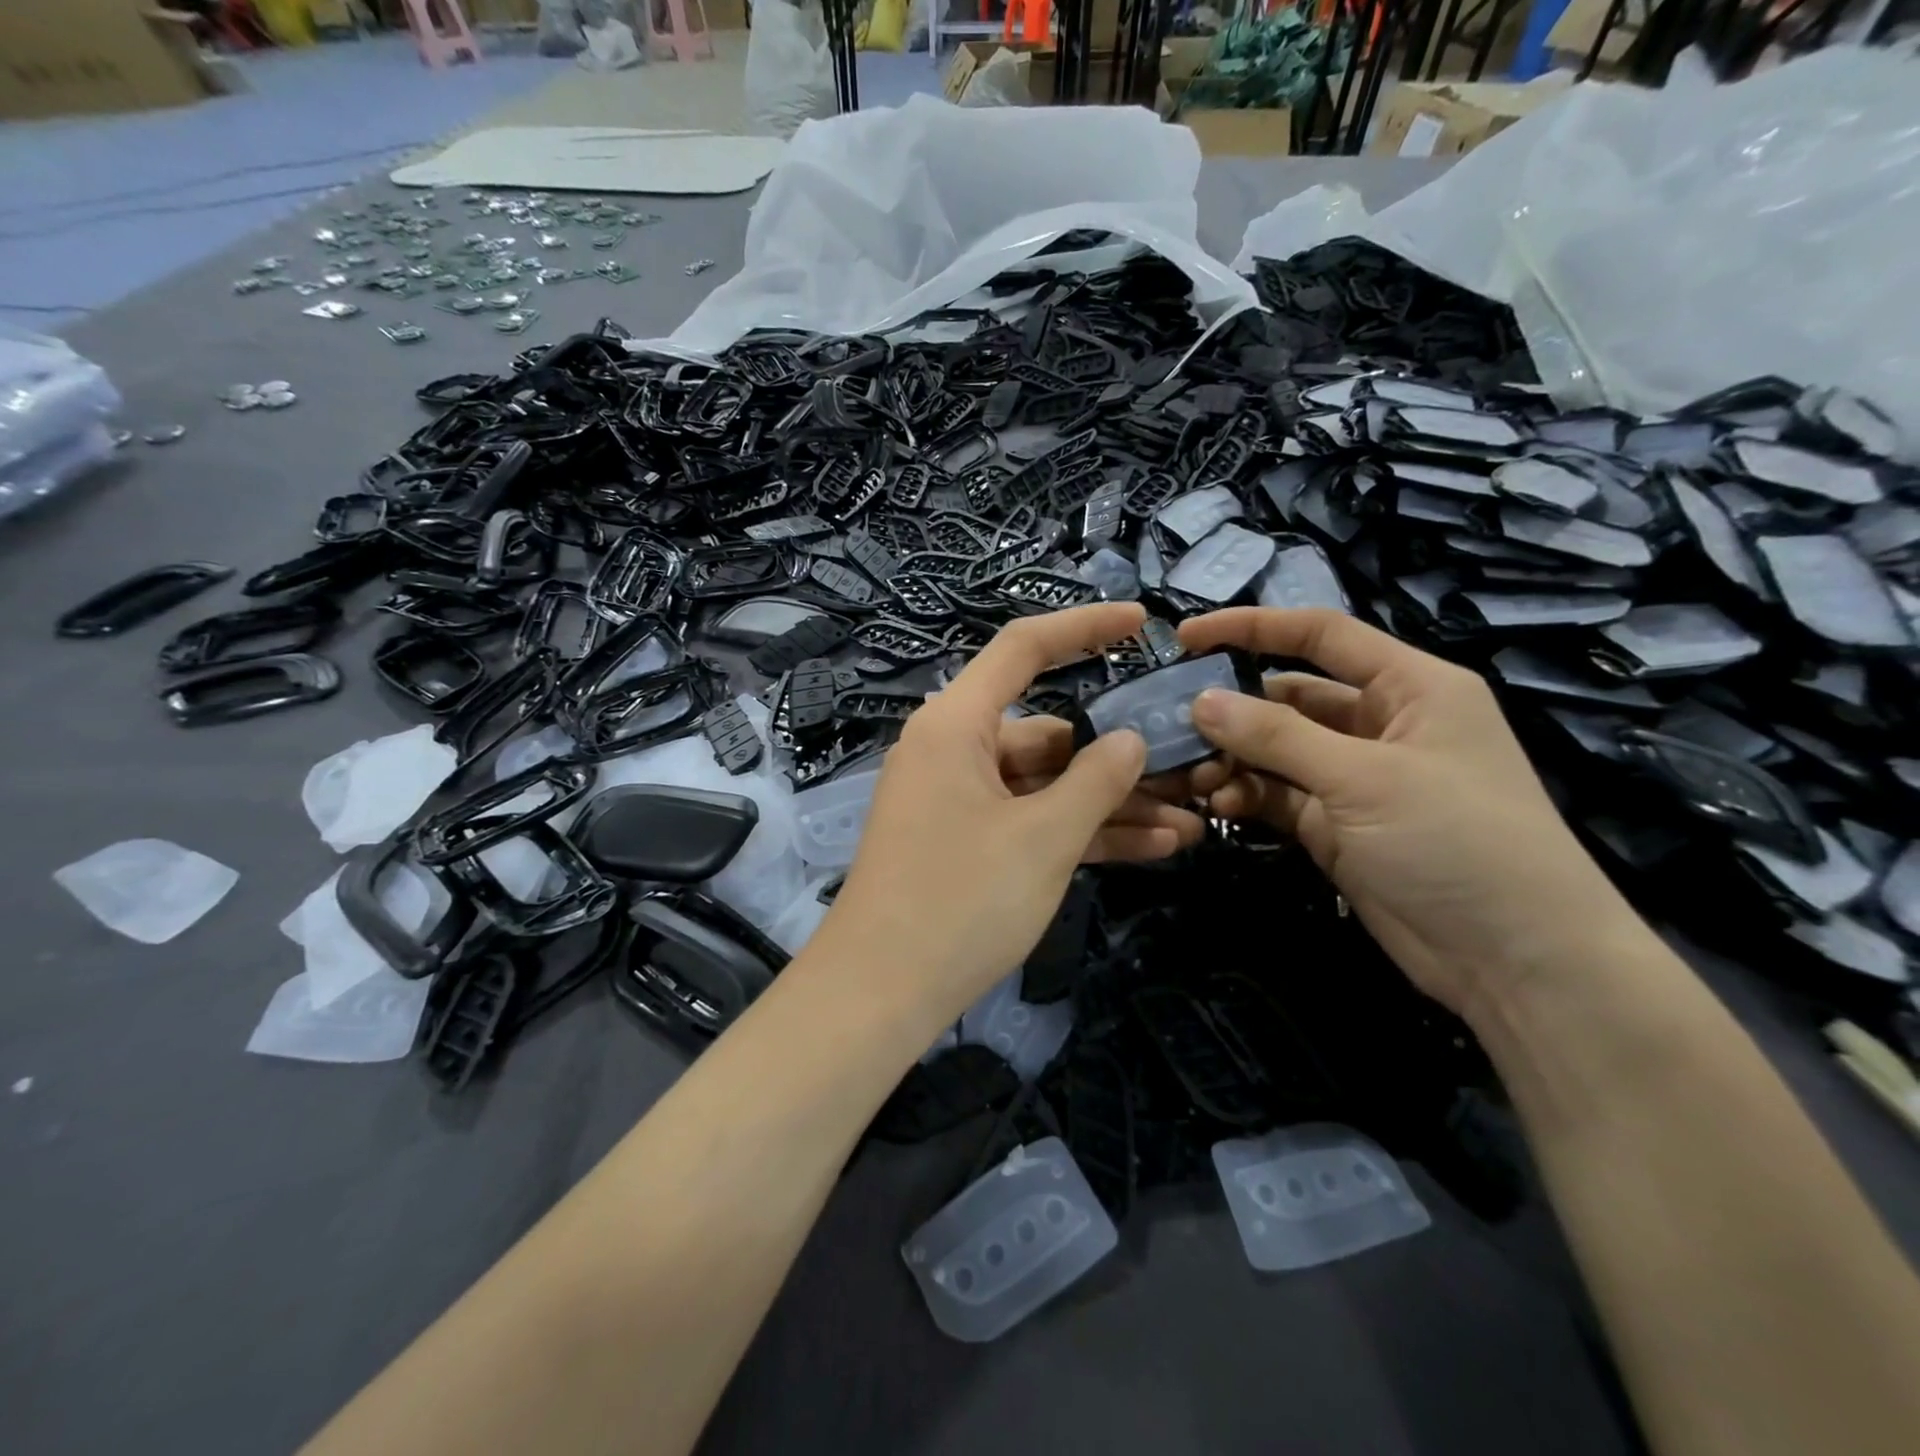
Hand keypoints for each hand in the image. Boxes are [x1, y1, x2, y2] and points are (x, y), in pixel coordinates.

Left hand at [819, 604, 1201, 1020]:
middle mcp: (953, 751)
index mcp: (956, 725)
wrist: (879, 994)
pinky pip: (1030, 821)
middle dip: (1118, 755)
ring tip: (1188, 820)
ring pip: (1045, 785)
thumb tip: (1130, 739)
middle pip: (1047, 732)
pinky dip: (1078, 832)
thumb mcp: (1043, 838)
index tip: (1142, 624)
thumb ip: (1096, 780)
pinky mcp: (965, 843)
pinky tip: (1151, 848)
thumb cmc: (960, 901)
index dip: (1084, 627)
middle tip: (1188, 766)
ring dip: (1110, 804)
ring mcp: (959, 800)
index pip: (1023, 649)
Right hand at [1179, 607, 1648, 1019]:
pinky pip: (1279, 795)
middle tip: (1174, 724)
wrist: (1517, 961)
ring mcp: (1356, 779)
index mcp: (1410, 687)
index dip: (1253, 628)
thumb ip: (1278, 737)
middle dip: (1234, 709)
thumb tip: (1201, 701)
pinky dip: (1248, 794)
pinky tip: (1220, 805)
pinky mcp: (1337, 825)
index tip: (1187, 637)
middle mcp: (1381, 724)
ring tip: (1197, 776)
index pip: (1322, 636)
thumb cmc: (1458, 841)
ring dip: (1235, 758)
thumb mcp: (1365, 778)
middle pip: (1290, 697)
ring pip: (1277, 750)